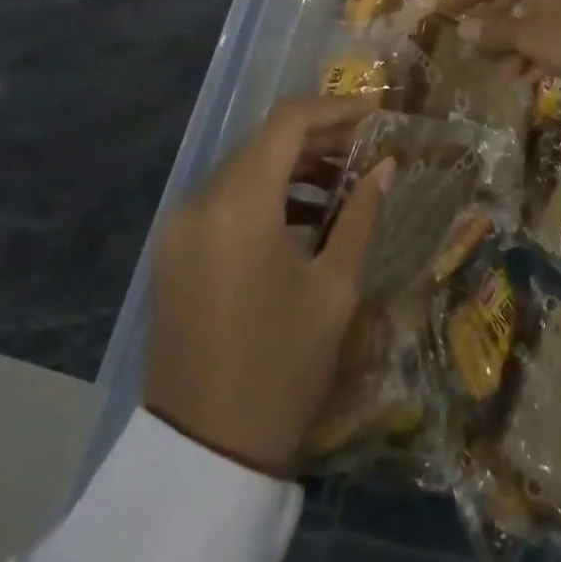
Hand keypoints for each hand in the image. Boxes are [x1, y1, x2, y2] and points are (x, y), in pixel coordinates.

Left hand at [145, 96, 394, 476]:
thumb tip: (385, 167)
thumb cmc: (281, 367)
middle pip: (263, 143)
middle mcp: (200, 202)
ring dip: (292, 167)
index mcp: (239, 205)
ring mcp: (180, 227)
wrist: (203, 452)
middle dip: (318, 139)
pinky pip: (225, 201)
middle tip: (366, 153)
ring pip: (243, 170)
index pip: (287, 123)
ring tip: (342, 184)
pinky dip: (265, 196)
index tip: (375, 116)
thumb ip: (361, 216)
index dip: (335, 109)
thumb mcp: (335, 289)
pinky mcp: (174, 252)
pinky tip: (304, 218)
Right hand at [448, 0, 560, 153]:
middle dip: (493, 23)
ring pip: (534, 19)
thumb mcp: (528, 38)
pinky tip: (530, 76)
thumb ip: (494, 32)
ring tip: (503, 72)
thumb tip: (464, 27)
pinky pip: (554, 32)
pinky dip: (538, 50)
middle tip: (475, 44)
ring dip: (515, 44)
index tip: (448, 11)